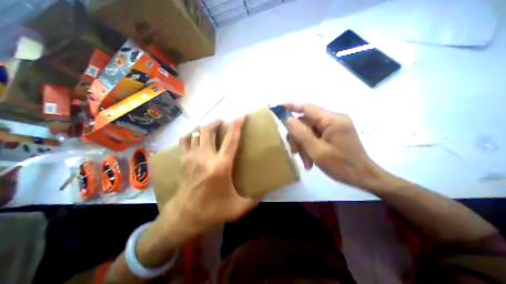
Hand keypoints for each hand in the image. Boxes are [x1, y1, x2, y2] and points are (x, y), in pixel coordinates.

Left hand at [156, 119, 257, 244]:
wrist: (185, 217)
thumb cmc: (212, 211)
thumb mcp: (238, 208)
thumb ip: (254, 199)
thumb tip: (267, 191)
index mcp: (221, 166)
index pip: (231, 140)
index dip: (236, 126)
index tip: (241, 115)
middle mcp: (205, 157)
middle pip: (208, 131)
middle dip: (216, 122)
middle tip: (222, 121)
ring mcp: (192, 158)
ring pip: (195, 133)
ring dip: (204, 127)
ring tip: (211, 127)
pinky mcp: (183, 161)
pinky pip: (184, 141)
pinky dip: (190, 134)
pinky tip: (195, 136)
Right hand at [285, 103, 383, 190]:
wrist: (363, 177)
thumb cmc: (342, 165)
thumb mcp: (317, 151)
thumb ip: (302, 134)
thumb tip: (289, 120)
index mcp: (333, 120)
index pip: (308, 108)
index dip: (292, 107)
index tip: (279, 107)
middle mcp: (333, 119)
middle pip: (306, 122)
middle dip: (298, 137)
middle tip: (295, 152)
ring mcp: (334, 127)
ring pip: (308, 131)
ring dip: (303, 145)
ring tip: (306, 161)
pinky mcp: (333, 134)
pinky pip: (315, 136)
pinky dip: (309, 147)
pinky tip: (310, 160)